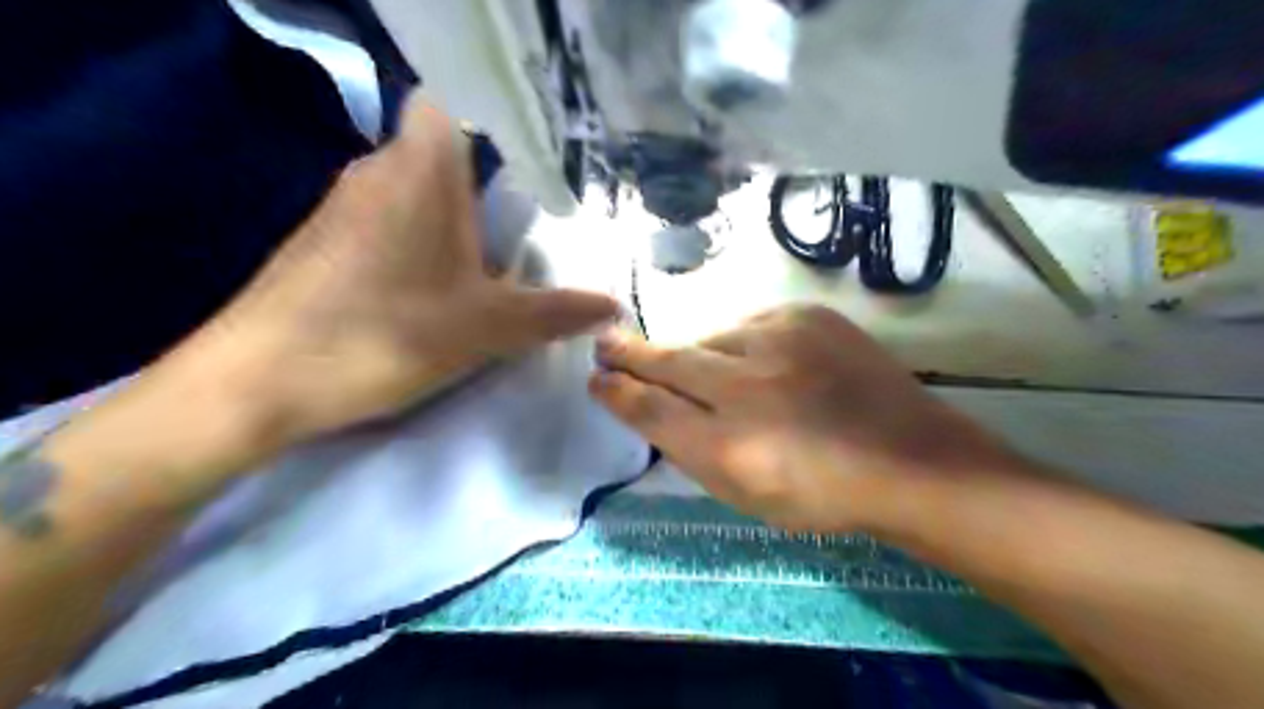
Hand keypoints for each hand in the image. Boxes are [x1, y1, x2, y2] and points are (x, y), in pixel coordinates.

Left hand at [161, 93, 618, 452]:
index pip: (448, 109)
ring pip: (412, 195)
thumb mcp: (488, 328)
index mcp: (419, 171)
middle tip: (517, 243)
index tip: (523, 178)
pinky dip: (415, 248)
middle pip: (440, 159)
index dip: (486, 131)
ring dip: (450, 228)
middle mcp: (376, 173)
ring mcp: (341, 208)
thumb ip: (556, 312)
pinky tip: (426, 296)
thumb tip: (613, 305)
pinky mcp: (321, 243)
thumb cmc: (386, 335)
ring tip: (481, 276)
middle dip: (482, 197)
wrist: (257, 382)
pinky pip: (385, 225)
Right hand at [587, 306, 1014, 530]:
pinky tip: (763, 365)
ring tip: (720, 379)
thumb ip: (688, 447)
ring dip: (703, 356)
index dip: (618, 391)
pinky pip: (751, 325)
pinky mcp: (809, 316)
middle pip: (671, 360)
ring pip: (712, 339)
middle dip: (632, 353)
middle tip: (607, 345)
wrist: (909, 459)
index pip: (653, 408)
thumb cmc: (820, 492)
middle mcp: (750, 385)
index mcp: (731, 445)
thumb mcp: (742, 491)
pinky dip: (744, 344)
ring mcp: (782, 340)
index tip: (595, 377)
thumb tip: (646, 405)